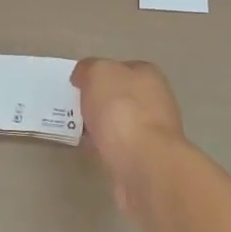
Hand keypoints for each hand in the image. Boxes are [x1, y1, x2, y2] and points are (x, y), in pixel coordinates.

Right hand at [70, 58, 186, 214]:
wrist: (143, 163)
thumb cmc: (122, 110)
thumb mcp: (98, 73)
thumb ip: (89, 69)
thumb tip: (83, 77)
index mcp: (149, 75)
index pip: (121, 68)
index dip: (99, 74)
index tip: (79, 85)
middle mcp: (156, 100)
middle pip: (121, 97)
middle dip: (99, 102)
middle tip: (74, 108)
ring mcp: (153, 132)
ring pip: (120, 123)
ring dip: (101, 127)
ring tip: (78, 131)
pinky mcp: (146, 159)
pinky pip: (119, 147)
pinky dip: (105, 148)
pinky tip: (91, 151)